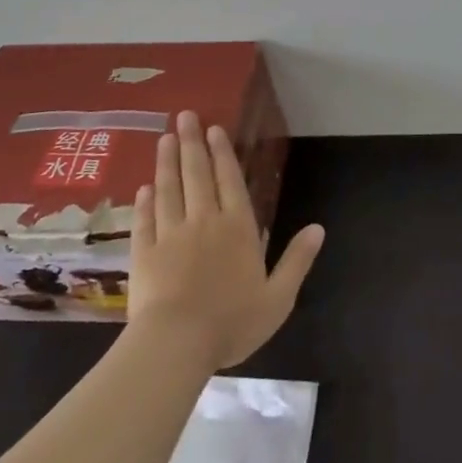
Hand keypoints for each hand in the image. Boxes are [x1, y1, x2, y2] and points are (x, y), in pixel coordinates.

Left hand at [126, 111, 324, 369]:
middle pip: (197, 174)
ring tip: (164, 138)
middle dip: (191, 143)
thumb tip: (319, 228)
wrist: (175, 346)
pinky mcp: (144, 254)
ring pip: (169, 190)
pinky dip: (144, 202)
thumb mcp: (278, 297)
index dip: (222, 153)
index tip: (214, 128)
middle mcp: (204, 221)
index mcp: (237, 228)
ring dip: (167, 162)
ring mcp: (171, 235)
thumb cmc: (231, 322)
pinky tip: (143, 188)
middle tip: (184, 116)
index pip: (229, 180)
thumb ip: (297, 260)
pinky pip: (144, 220)